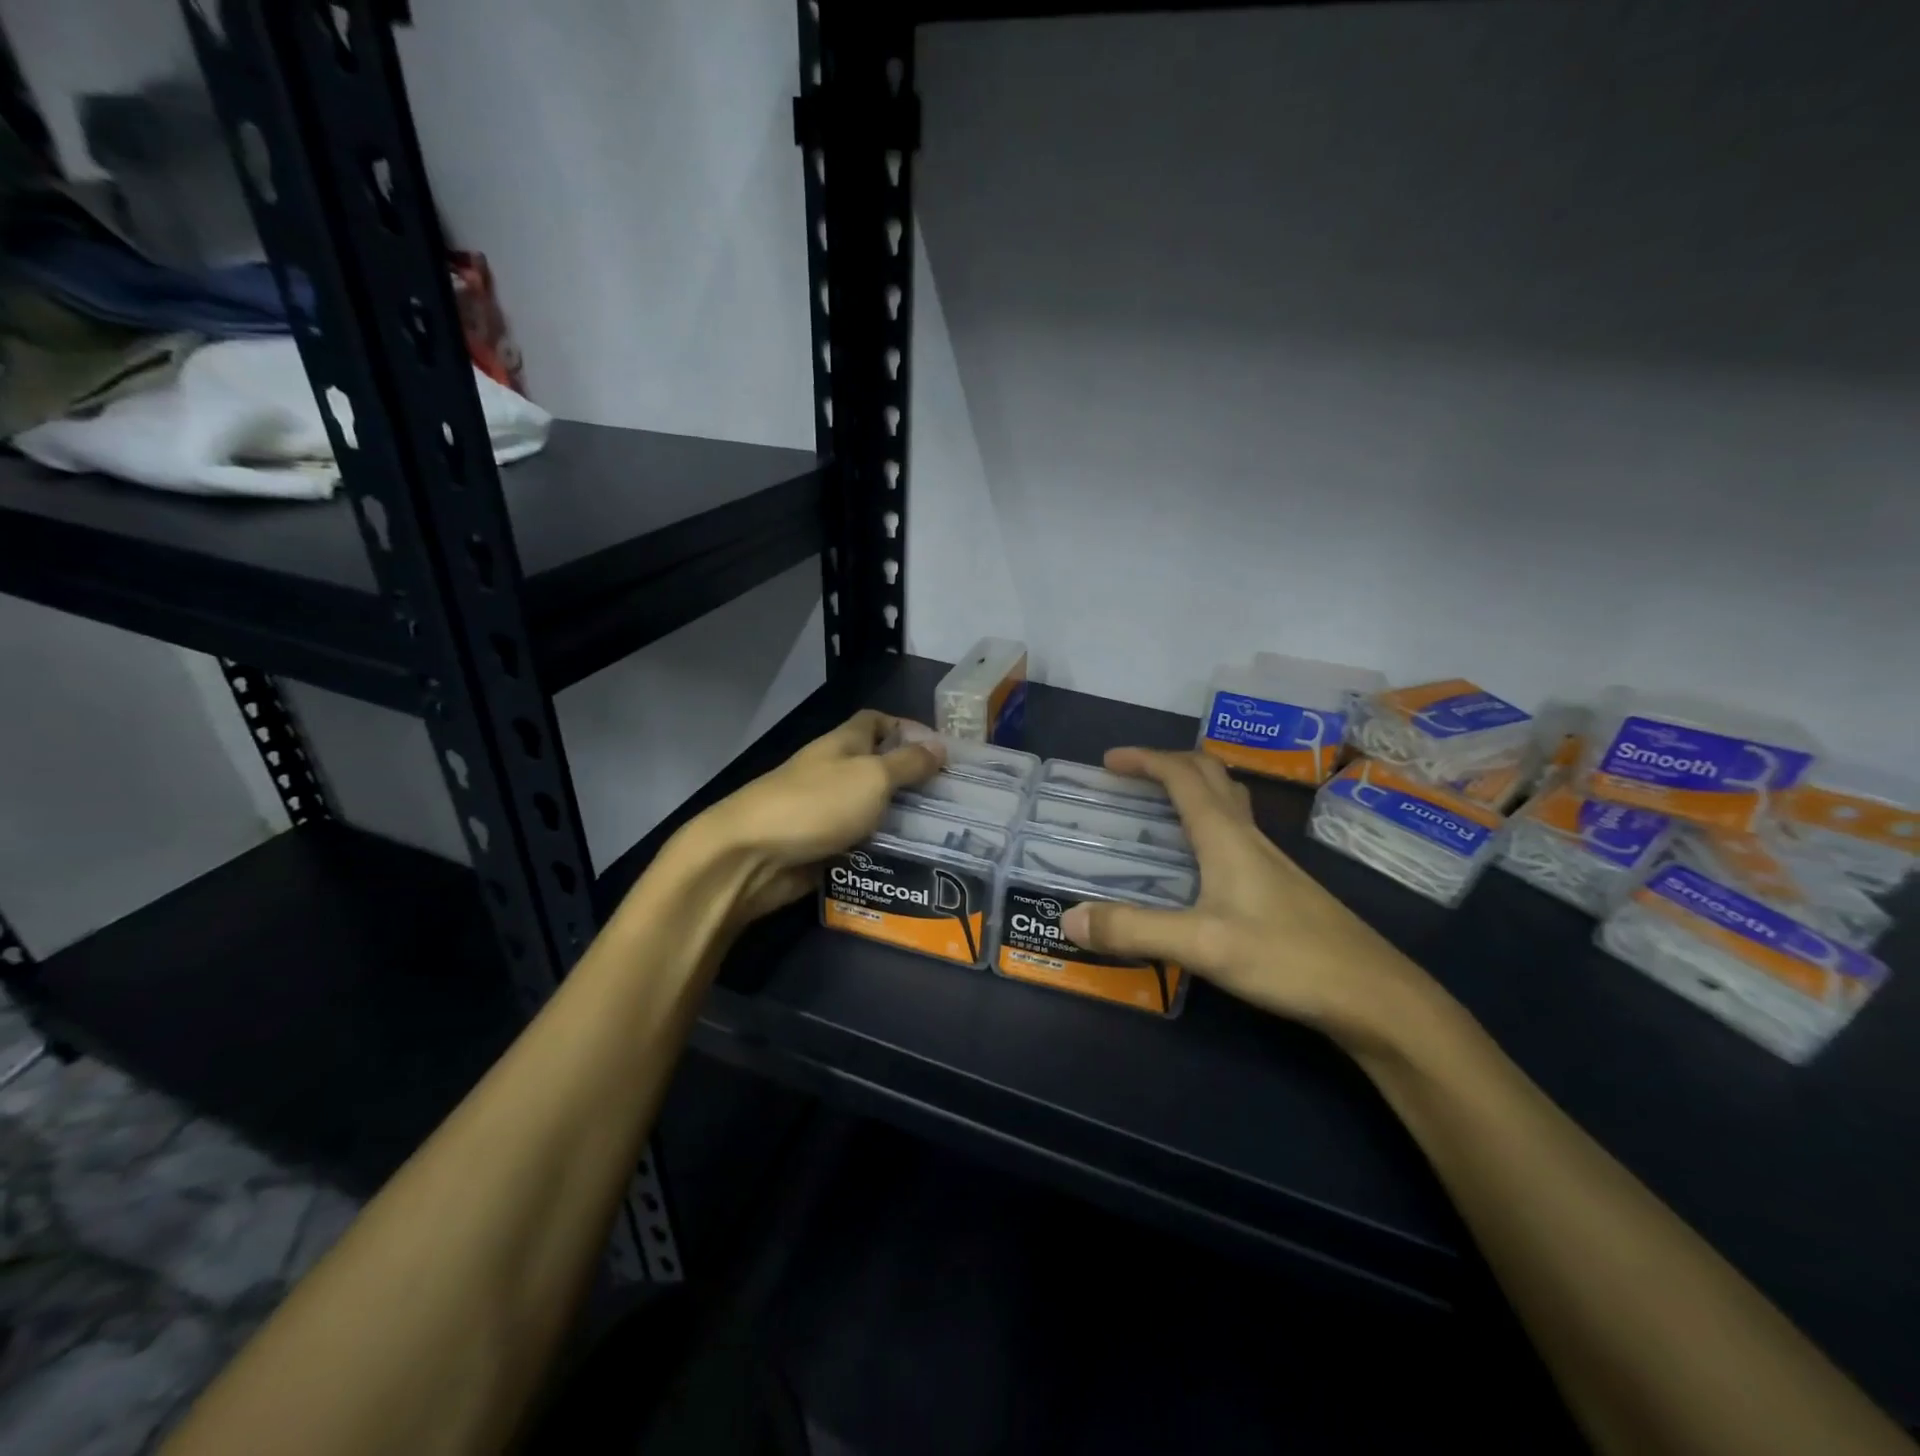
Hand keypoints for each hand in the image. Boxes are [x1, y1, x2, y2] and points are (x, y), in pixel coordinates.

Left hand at [678, 709, 944, 924]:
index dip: (908, 729)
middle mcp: (834, 773)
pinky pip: (860, 846)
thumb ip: (907, 763)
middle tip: (955, 802)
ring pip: (873, 811)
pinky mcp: (821, 849)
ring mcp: (825, 812)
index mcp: (842, 744)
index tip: (942, 752)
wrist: (750, 857)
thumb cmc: (815, 805)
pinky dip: (882, 852)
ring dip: (901, 822)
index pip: (877, 722)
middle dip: (913, 782)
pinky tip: (913, 863)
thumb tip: (939, 746)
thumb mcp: (871, 777)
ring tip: (945, 837)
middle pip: (879, 769)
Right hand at [1060, 748, 1439, 1044]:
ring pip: (1227, 801)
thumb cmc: (1287, 957)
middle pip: (1209, 775)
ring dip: (1191, 788)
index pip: (1182, 776)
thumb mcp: (1201, 945)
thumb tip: (1069, 917)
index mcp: (1226, 836)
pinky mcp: (1280, 885)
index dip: (1144, 760)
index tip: (1108, 761)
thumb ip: (1133, 930)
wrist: (1374, 995)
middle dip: (1167, 764)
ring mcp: (1269, 860)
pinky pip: (1235, 831)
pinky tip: (1198, 861)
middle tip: (1131, 777)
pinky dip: (1206, 822)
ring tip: (1158, 807)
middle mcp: (1248, 836)